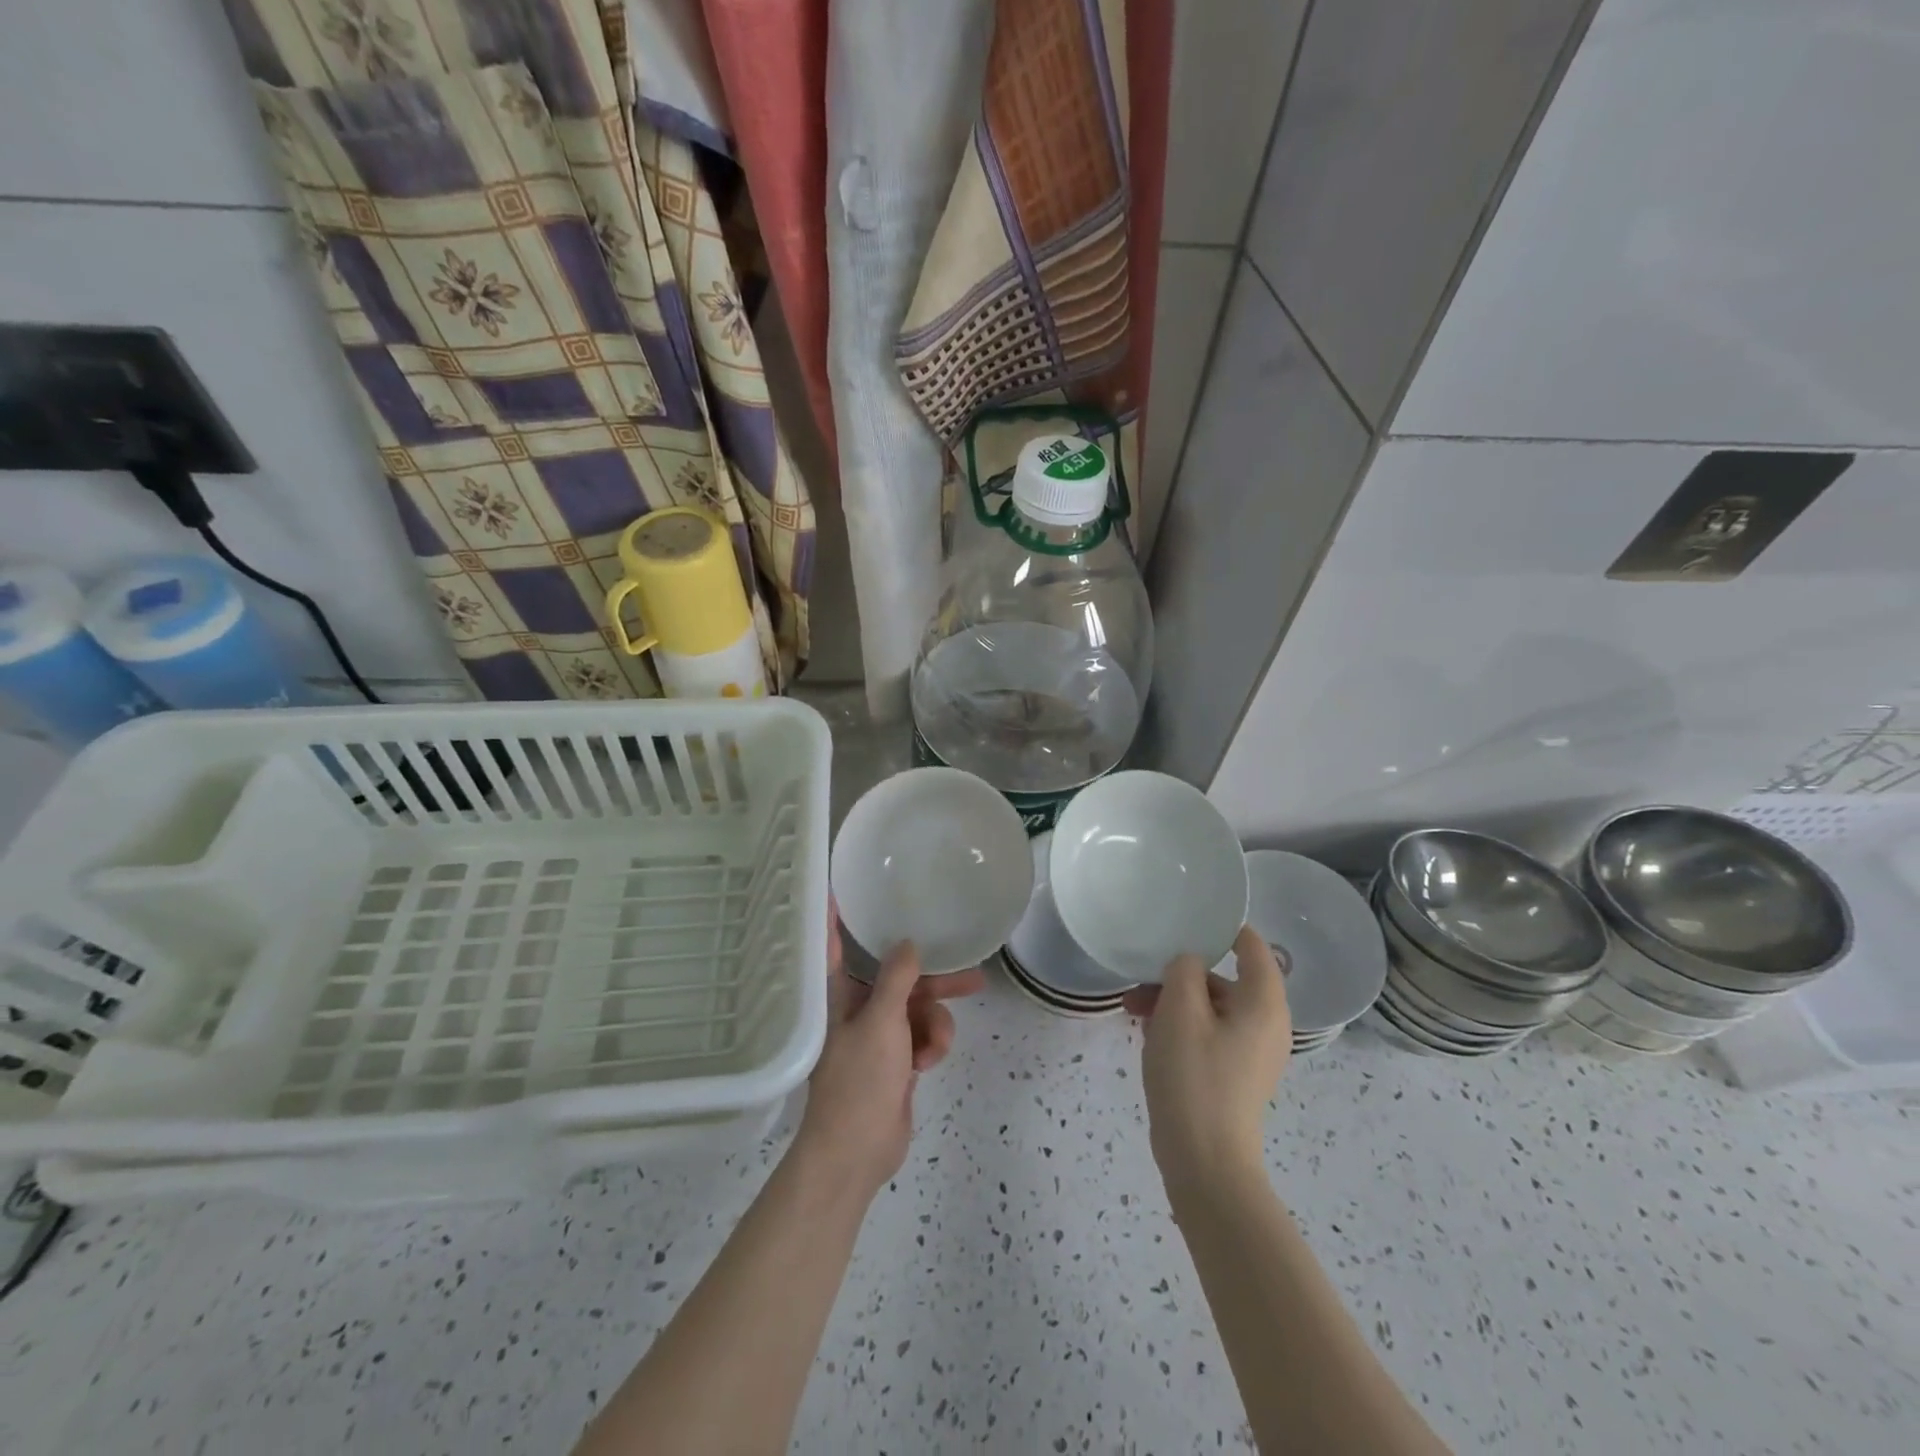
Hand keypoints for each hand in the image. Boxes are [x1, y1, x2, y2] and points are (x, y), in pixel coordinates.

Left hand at [792, 911, 983, 1196]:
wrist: (857, 1153)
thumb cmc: (859, 1081)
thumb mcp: (880, 1022)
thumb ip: (896, 978)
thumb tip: (908, 943)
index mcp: (840, 995)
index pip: (835, 946)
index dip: (835, 918)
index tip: (839, 888)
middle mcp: (859, 1008)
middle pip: (901, 979)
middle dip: (934, 981)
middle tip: (973, 973)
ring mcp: (880, 1035)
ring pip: (921, 1009)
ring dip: (935, 1025)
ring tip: (933, 1047)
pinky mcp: (898, 1059)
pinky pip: (925, 1036)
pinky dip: (932, 1046)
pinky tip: (928, 1064)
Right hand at [1124, 924, 1290, 1193]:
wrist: (1205, 1162)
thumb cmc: (1195, 1077)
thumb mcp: (1180, 1010)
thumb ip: (1185, 969)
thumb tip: (1189, 962)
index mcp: (1264, 1003)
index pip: (1252, 946)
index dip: (1221, 928)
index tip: (1185, 919)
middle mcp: (1266, 1024)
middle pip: (1224, 978)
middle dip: (1180, 973)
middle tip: (1140, 977)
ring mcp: (1251, 1052)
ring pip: (1210, 1007)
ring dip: (1173, 1000)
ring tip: (1132, 1008)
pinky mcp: (1234, 1074)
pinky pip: (1208, 1032)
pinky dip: (1180, 1025)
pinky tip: (1147, 1033)